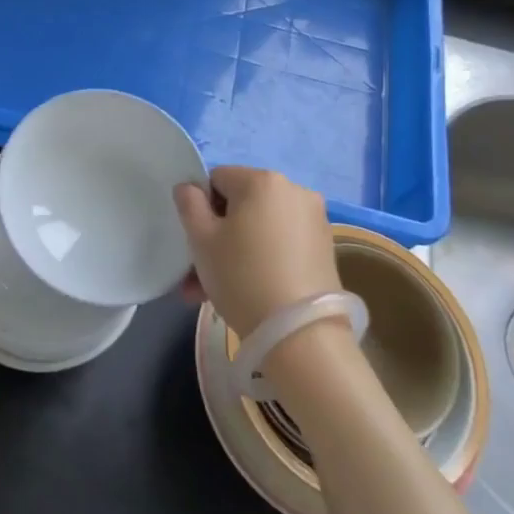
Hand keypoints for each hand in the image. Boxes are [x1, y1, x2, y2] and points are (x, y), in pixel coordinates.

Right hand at [174, 166, 337, 337]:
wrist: (300, 334)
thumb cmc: (242, 276)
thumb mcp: (201, 240)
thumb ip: (189, 204)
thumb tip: (189, 188)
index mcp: (262, 180)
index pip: (217, 179)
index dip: (201, 208)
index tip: (197, 242)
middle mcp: (294, 190)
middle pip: (241, 206)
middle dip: (217, 235)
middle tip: (199, 274)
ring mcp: (314, 220)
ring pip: (260, 228)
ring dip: (235, 252)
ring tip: (214, 293)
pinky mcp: (324, 248)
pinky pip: (281, 244)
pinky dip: (262, 259)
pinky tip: (247, 292)